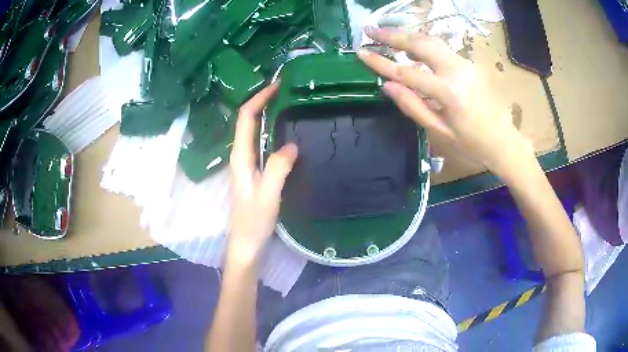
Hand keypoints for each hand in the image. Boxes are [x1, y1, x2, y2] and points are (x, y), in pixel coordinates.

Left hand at [227, 82, 297, 265]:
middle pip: (247, 120)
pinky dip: (269, 130)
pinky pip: (259, 143)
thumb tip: (291, 145)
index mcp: (240, 157)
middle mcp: (239, 156)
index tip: (277, 86)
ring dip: (265, 113)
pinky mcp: (252, 171)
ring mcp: (245, 163)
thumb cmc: (254, 223)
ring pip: (252, 130)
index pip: (246, 118)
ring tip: (287, 103)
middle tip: (285, 90)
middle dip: (262, 101)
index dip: (259, 98)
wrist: (246, 244)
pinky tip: (284, 131)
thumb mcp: (268, 196)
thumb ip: (277, 169)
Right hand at [358, 28, 533, 178]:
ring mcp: (466, 64)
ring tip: (386, 34)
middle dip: (392, 35)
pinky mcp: (470, 64)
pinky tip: (411, 45)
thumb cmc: (473, 145)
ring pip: (432, 41)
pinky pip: (442, 48)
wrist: (504, 142)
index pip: (407, 72)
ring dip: (407, 35)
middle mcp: (457, 71)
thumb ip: (413, 106)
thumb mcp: (440, 132)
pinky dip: (422, 43)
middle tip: (370, 30)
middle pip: (420, 43)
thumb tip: (387, 86)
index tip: (361, 53)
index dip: (381, 62)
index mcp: (449, 93)